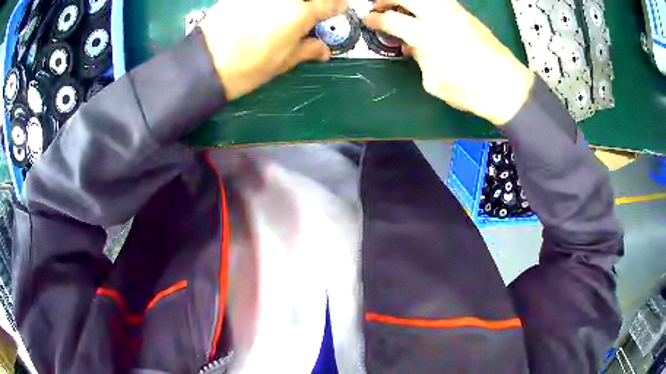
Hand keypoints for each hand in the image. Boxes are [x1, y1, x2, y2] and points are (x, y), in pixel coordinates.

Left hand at [200, 0, 347, 99]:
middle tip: (308, 12)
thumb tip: (324, 50)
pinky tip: (262, 13)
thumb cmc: (248, 68)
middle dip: (313, 4)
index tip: (336, 10)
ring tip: (281, 15)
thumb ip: (307, 50)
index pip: (332, 2)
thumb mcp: (283, 63)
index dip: (337, 6)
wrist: (205, 64)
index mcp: (300, 14)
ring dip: (290, 5)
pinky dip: (269, 5)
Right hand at [364, 0, 534, 124]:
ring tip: (400, 6)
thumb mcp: (433, 81)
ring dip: (408, 0)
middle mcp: (440, 17)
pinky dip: (426, 4)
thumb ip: (420, 58)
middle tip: (378, 5)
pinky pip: (441, 2)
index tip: (367, 19)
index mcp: (428, 36)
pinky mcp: (467, 15)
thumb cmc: (469, 91)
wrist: (507, 87)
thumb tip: (414, 46)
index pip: (392, 20)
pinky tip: (423, 13)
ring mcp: (456, 13)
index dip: (375, 19)